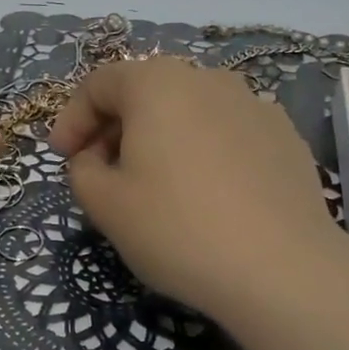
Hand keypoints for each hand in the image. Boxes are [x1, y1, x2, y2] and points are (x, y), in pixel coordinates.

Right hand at [49, 57, 348, 349]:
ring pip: (188, 110)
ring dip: (160, 137)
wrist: (282, 271)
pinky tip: (206, 194)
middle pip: (145, 92)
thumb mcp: (104, 203)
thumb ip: (81, 169)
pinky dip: (203, 150)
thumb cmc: (177, 228)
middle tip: (102, 171)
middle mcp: (207, 79)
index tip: (63, 157)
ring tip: (156, 183)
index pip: (98, 84)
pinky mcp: (285, 136)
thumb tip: (95, 158)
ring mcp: (254, 104)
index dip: (72, 119)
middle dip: (114, 127)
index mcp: (157, 83)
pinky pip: (226, 132)